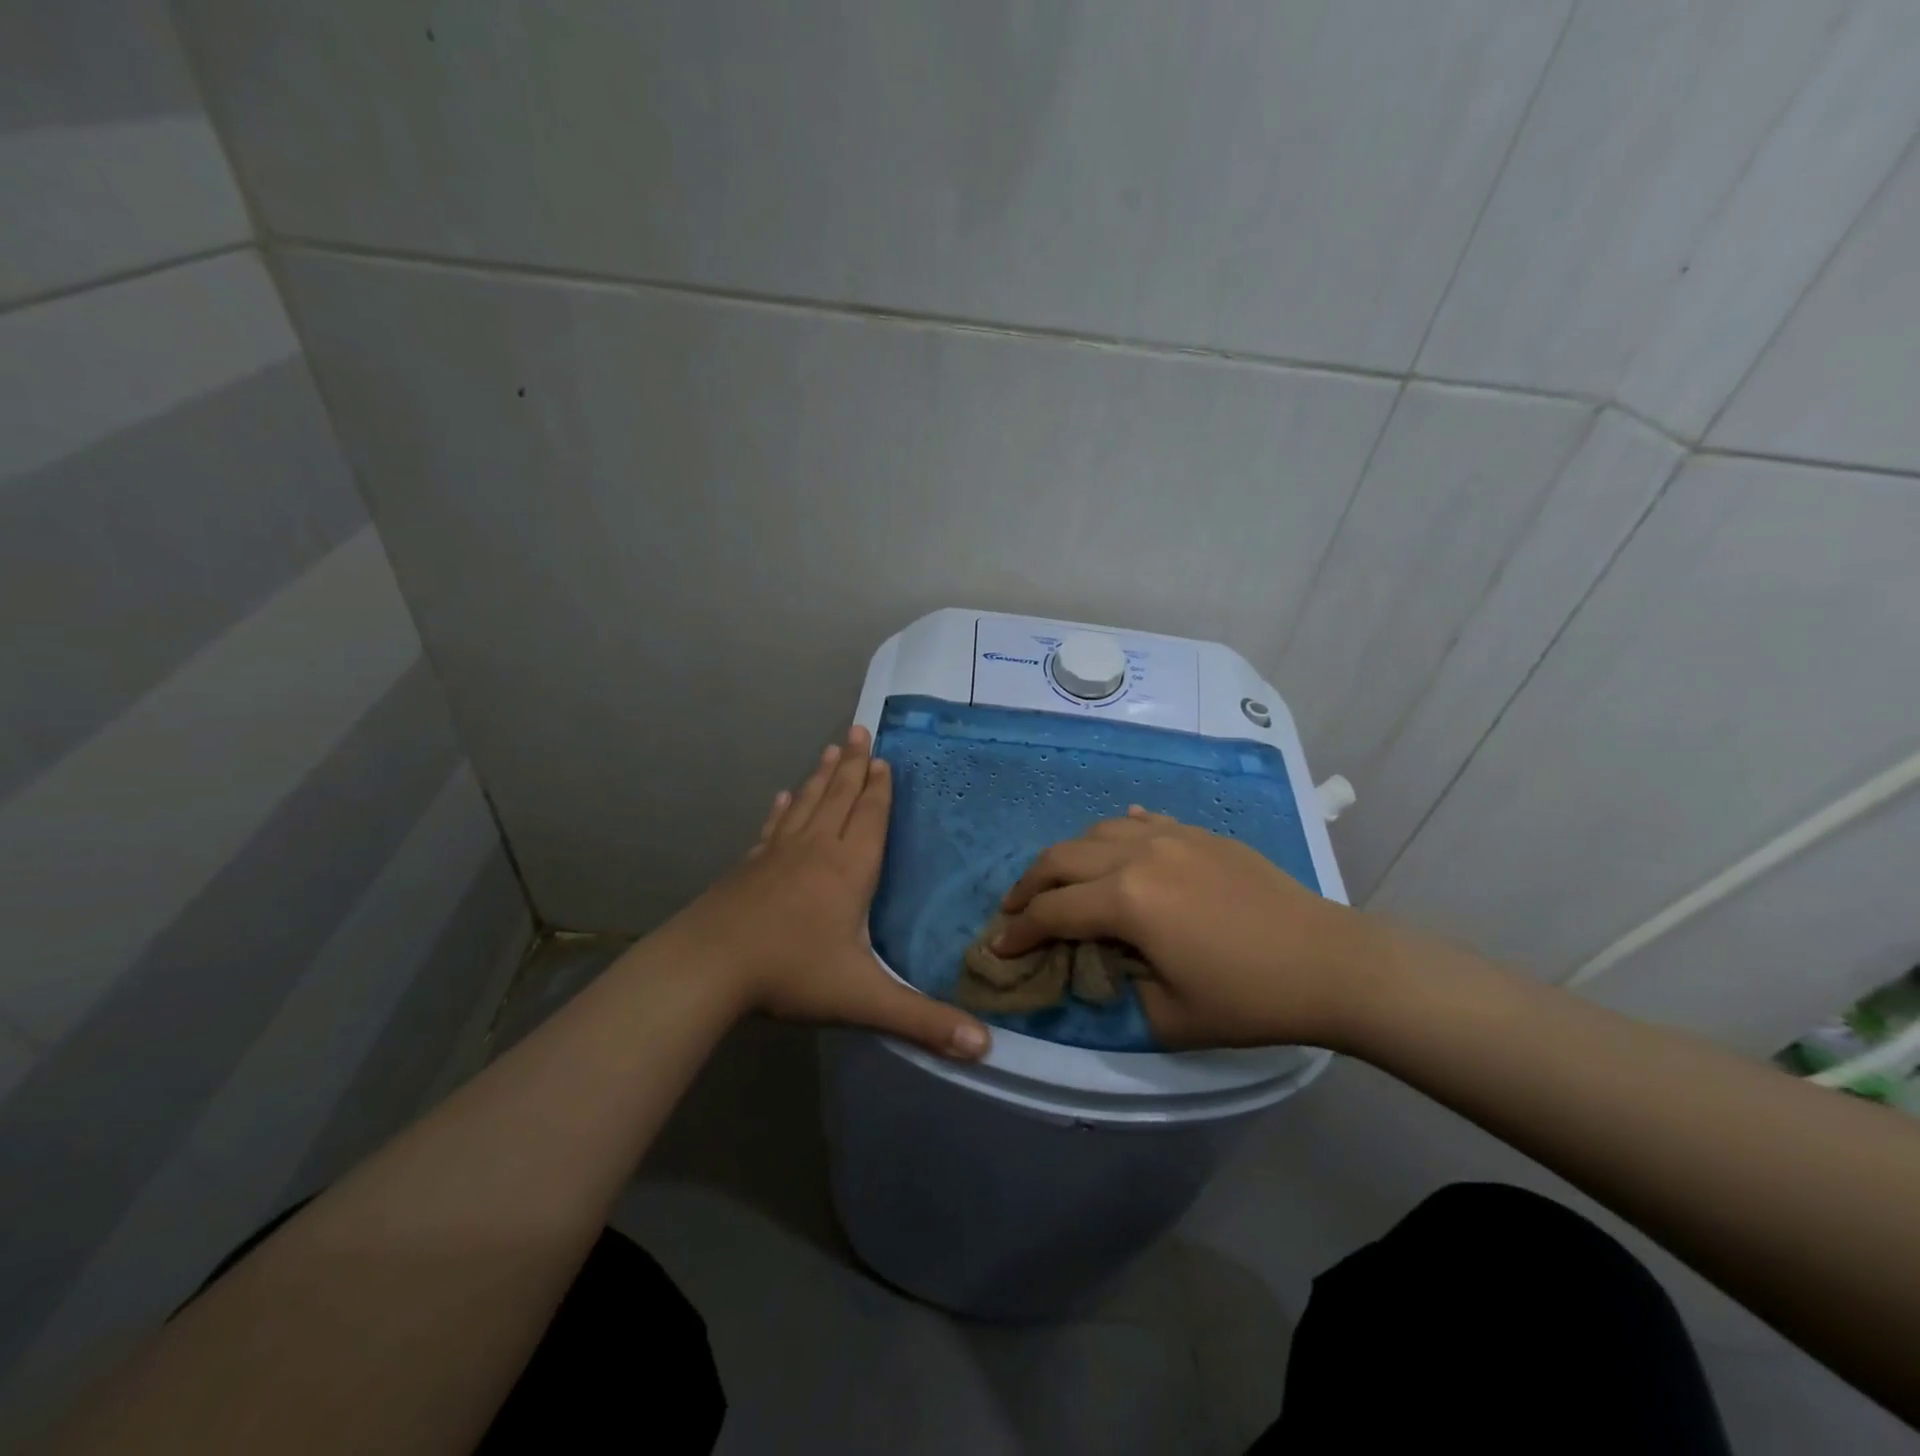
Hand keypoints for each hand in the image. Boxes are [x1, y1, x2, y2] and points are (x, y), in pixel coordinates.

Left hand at [663, 726, 990, 1060]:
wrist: (708, 968)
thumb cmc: (791, 974)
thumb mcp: (863, 1000)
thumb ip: (923, 1021)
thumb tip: (985, 1048)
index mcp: (849, 870)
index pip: (871, 818)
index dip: (880, 788)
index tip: (883, 757)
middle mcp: (817, 850)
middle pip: (840, 798)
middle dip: (854, 765)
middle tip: (860, 729)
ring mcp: (778, 854)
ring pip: (808, 804)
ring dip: (822, 775)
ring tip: (832, 747)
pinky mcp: (749, 866)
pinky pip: (773, 827)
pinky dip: (782, 809)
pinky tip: (782, 797)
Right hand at [995, 808, 1380, 1048]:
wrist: (1329, 962)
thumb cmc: (1249, 998)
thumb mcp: (1170, 1017)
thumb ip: (1116, 990)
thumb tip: (1091, 967)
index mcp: (1128, 900)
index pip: (1053, 912)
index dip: (1019, 932)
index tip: (999, 948)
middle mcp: (1138, 855)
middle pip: (1061, 859)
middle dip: (1028, 886)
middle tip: (1014, 911)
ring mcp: (1171, 836)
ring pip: (1096, 832)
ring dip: (1068, 857)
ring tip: (1060, 882)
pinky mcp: (1198, 833)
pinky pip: (1141, 821)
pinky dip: (1116, 834)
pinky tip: (1116, 845)